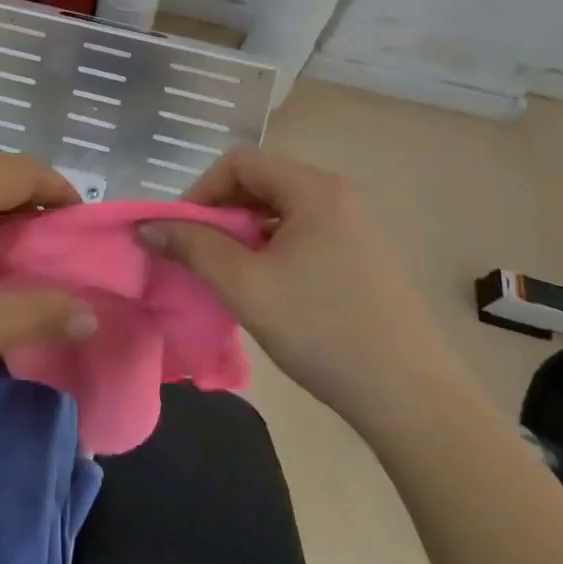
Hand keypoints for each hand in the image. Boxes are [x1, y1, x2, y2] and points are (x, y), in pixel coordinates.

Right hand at [139, 147, 448, 419]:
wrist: (413, 401)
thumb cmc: (324, 331)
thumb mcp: (247, 287)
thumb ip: (194, 247)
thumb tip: (148, 227)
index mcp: (314, 188)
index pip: (240, 162)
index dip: (201, 190)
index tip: (181, 231)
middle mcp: (337, 193)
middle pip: (261, 182)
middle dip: (221, 213)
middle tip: (199, 254)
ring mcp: (356, 224)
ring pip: (281, 210)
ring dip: (246, 232)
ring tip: (228, 273)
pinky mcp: (364, 254)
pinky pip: (304, 232)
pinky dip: (273, 248)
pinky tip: (267, 287)